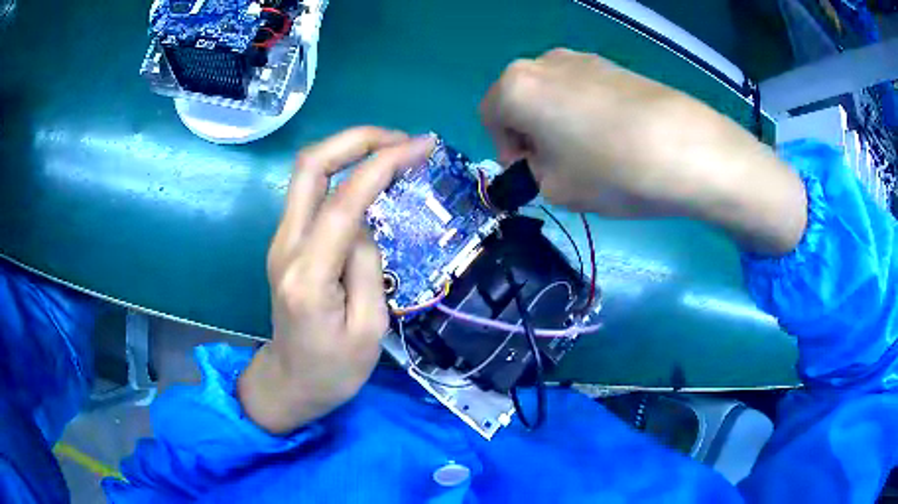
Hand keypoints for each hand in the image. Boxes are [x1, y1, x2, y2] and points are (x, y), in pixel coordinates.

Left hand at [239, 127, 435, 433]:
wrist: (290, 382)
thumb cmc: (334, 369)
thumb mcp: (370, 331)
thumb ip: (367, 267)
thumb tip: (365, 222)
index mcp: (309, 276)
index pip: (344, 200)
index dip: (383, 164)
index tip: (422, 146)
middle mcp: (286, 246)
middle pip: (310, 165)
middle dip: (357, 138)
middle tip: (401, 139)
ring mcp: (281, 240)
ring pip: (307, 171)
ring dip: (349, 150)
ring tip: (393, 153)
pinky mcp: (286, 241)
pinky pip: (312, 191)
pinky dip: (342, 172)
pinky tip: (371, 179)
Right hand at [481, 49, 806, 254]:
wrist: (685, 147)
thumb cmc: (610, 170)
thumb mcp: (556, 189)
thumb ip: (534, 172)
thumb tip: (544, 160)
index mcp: (516, 86)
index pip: (490, 117)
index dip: (507, 149)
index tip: (534, 172)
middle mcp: (543, 61)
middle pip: (521, 99)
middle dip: (532, 132)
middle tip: (561, 164)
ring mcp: (583, 58)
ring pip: (554, 92)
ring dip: (560, 120)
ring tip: (594, 151)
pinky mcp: (615, 64)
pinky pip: (584, 88)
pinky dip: (587, 110)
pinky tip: (617, 136)